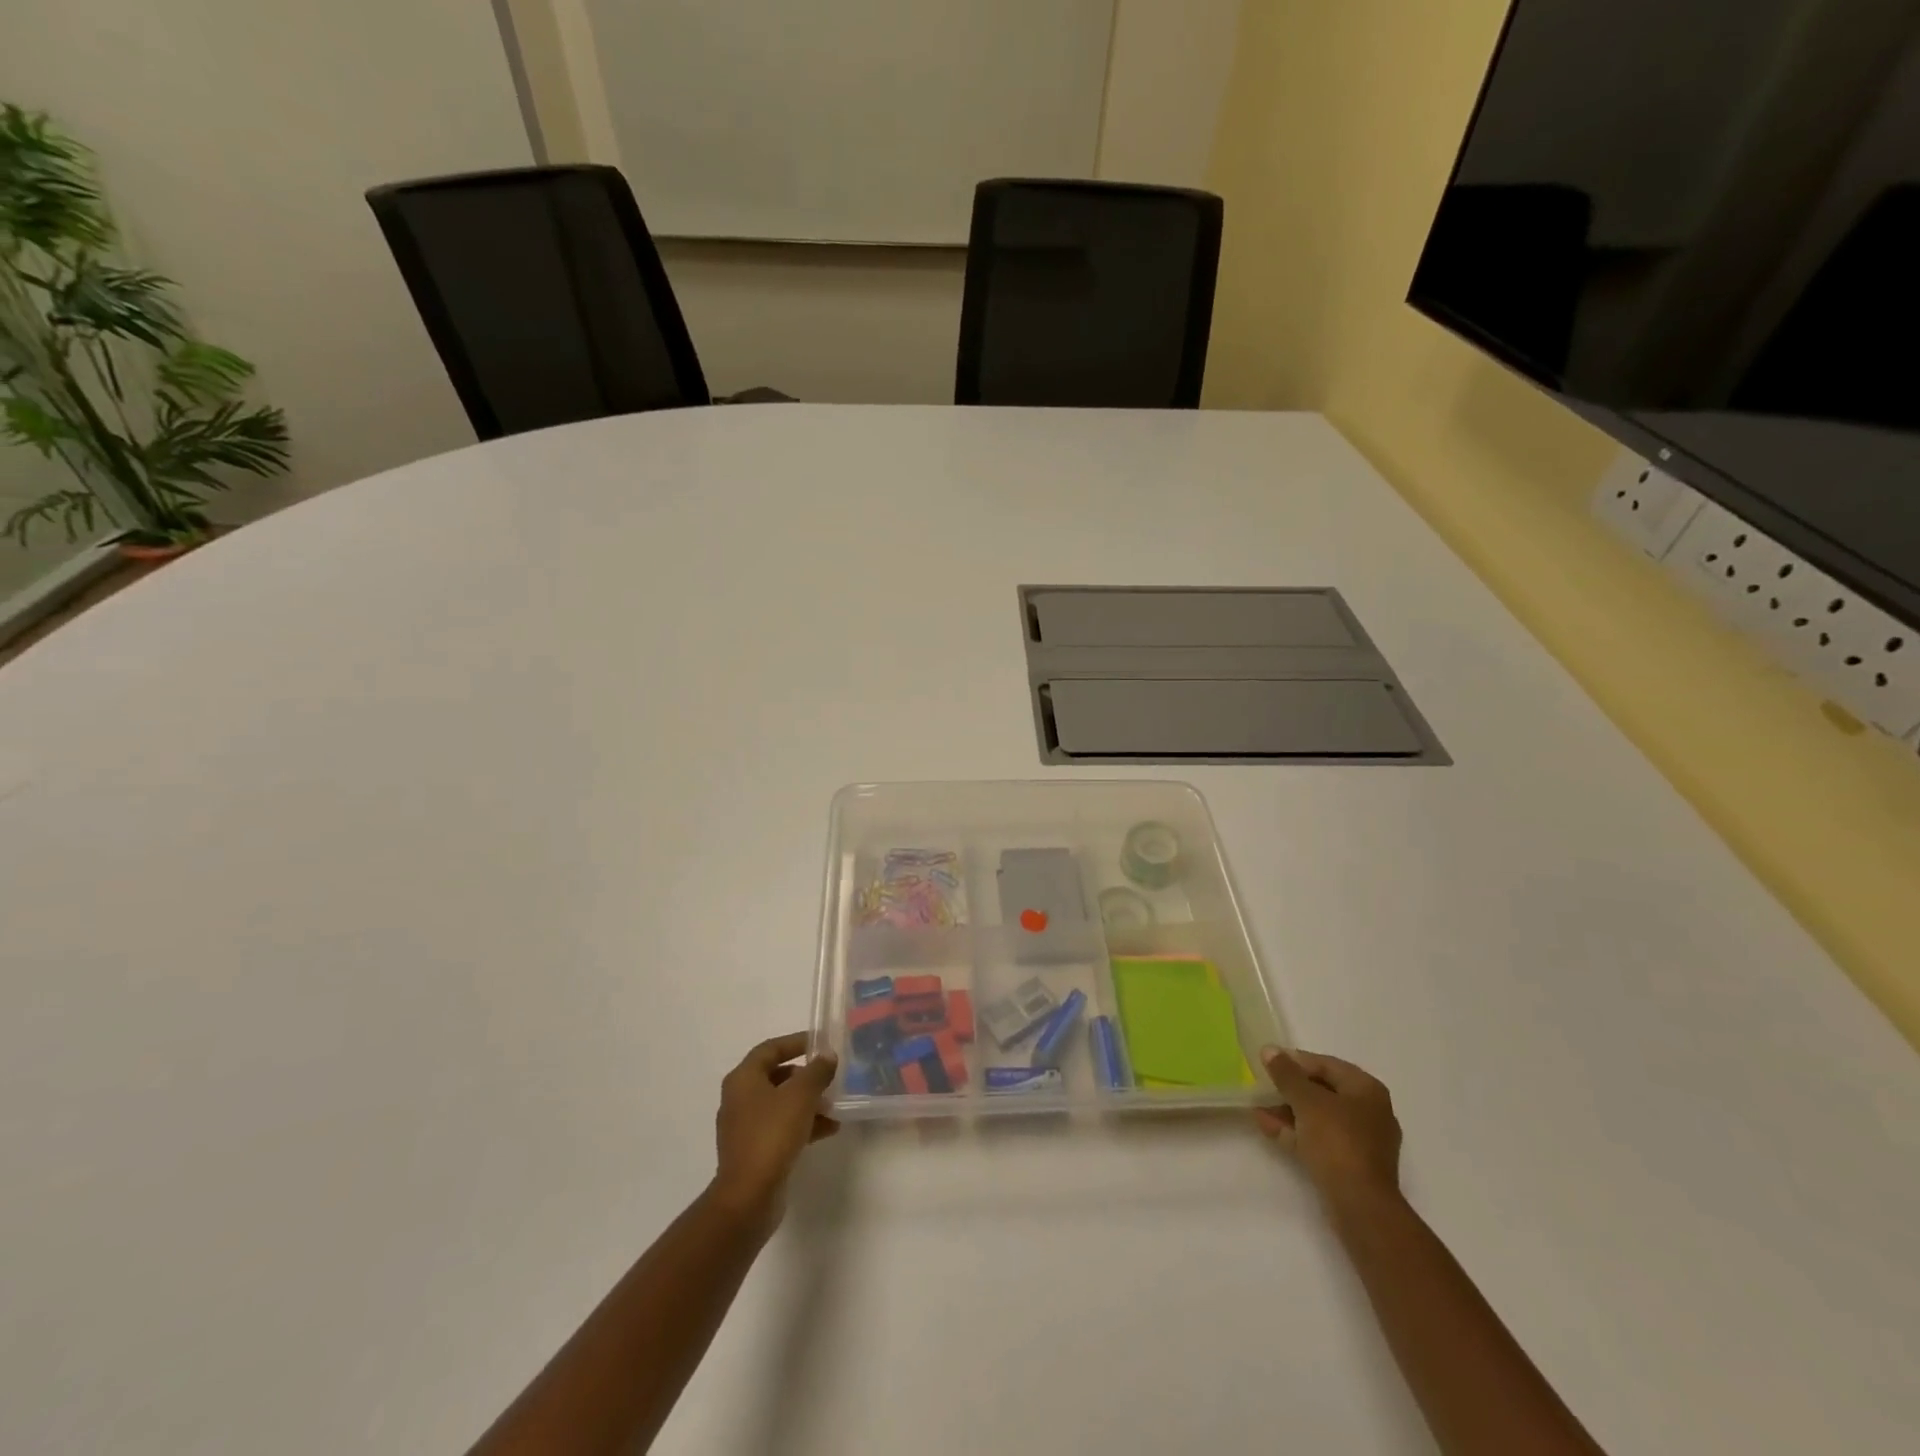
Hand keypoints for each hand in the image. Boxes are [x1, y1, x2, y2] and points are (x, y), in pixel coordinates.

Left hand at [709, 1033, 839, 1230]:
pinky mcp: (754, 1151)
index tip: (820, 1043)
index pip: (770, 1048)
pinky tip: (829, 1129)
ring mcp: (745, 1127)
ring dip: (807, 1102)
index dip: (795, 1042)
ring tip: (835, 1106)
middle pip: (776, 1076)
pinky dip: (803, 1124)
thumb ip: (817, 1071)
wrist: (748, 1197)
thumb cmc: (772, 1135)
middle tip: (829, 1076)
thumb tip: (827, 1056)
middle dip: (805, 1076)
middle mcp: (739, 1099)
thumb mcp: (801, 1096)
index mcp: (743, 1079)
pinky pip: (781, 1127)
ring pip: (781, 1104)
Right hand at [1256, 1047, 1401, 1208]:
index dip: (1295, 1062)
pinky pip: (1320, 1139)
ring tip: (1258, 1110)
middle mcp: (1369, 1111)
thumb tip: (1270, 1049)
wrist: (1360, 1205)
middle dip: (1289, 1090)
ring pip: (1319, 1117)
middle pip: (1322, 1091)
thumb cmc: (1337, 1141)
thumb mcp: (1306, 1101)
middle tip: (1262, 1087)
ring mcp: (1362, 1141)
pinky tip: (1268, 1128)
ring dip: (1288, 1112)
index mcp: (1367, 1090)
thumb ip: (1286, 1073)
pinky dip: (1296, 1132)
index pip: (1326, 1065)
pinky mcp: (1351, 1164)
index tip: (1268, 1064)